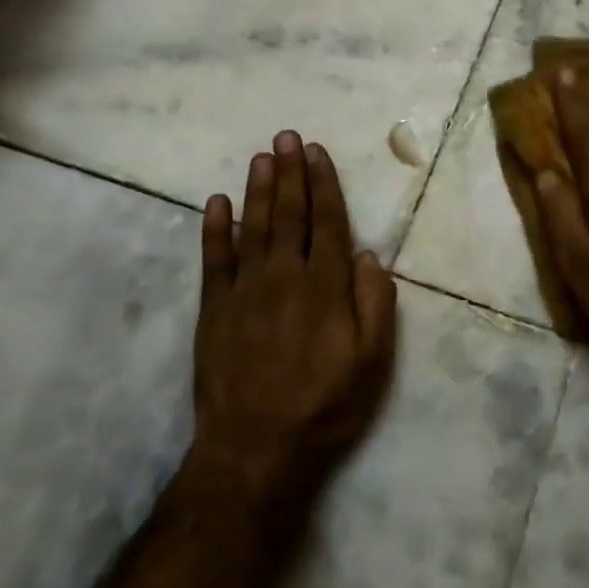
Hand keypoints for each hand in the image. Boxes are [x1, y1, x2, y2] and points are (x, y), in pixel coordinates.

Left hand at [193, 132, 397, 500]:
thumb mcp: (372, 362)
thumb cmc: (324, 406)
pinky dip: (215, 229)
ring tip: (262, 157)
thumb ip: (375, 304)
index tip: (318, 153)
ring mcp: (245, 291)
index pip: (328, 223)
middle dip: (290, 173)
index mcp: (326, 286)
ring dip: (258, 189)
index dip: (324, 185)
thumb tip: (370, 256)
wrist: (255, 450)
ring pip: (253, 227)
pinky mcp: (214, 310)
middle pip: (289, 214)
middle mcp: (285, 277)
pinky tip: (217, 203)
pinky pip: (214, 260)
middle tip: (287, 137)